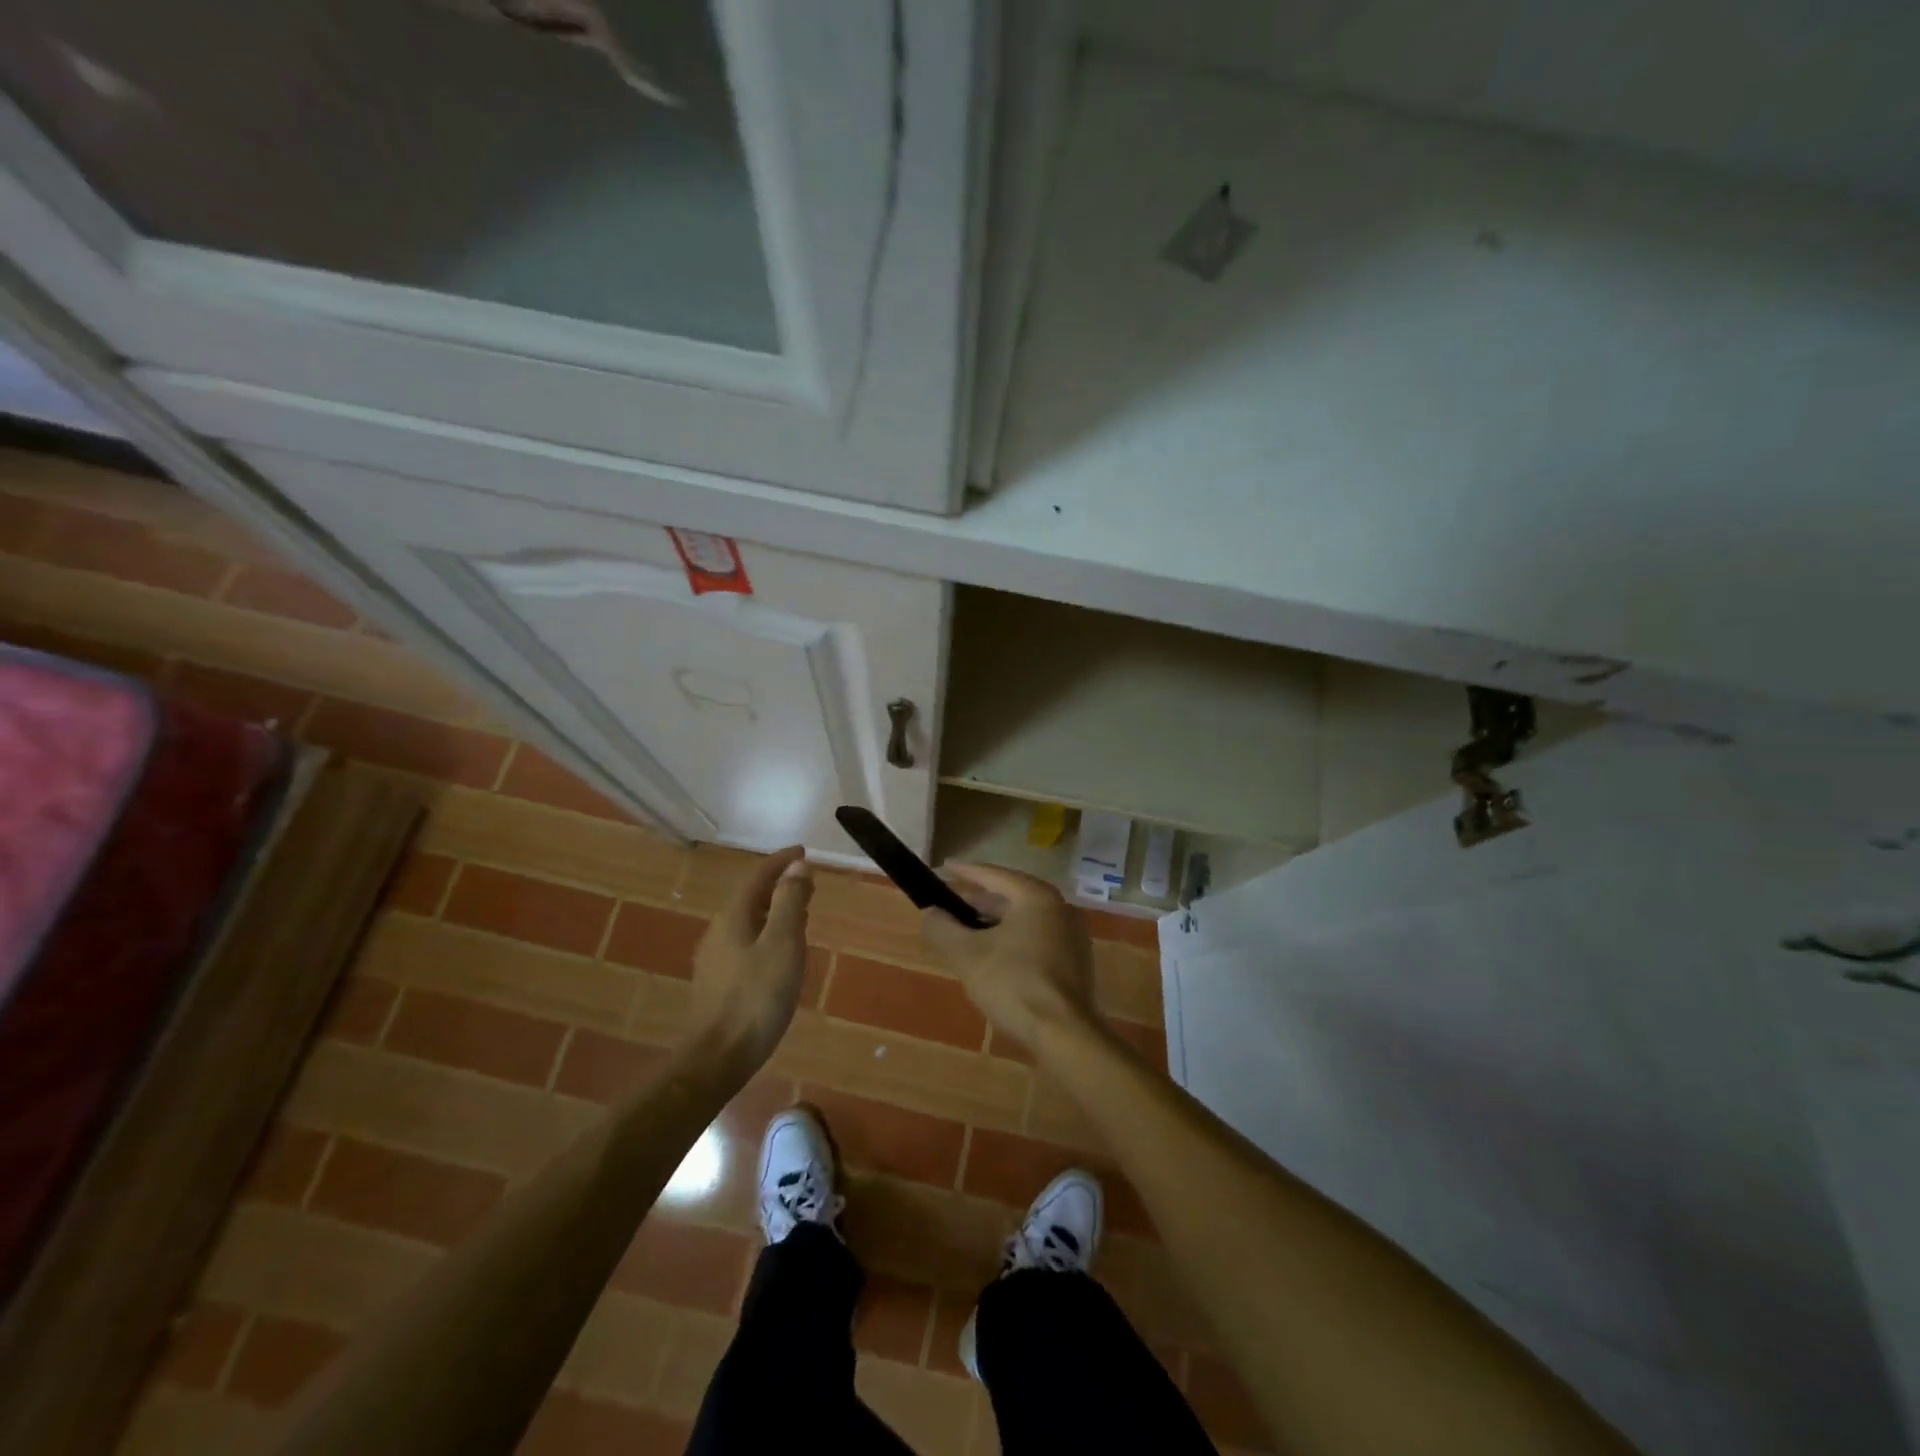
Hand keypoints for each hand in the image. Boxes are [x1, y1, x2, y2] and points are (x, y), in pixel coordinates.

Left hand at [685, 846, 813, 1074]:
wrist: (717, 1058)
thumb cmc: (756, 997)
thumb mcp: (782, 944)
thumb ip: (790, 902)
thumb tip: (797, 866)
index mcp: (733, 917)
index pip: (758, 877)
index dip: (781, 862)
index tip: (803, 852)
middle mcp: (719, 931)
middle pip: (751, 897)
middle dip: (779, 885)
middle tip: (807, 882)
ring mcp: (715, 959)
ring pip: (748, 921)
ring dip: (774, 910)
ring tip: (800, 913)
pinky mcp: (718, 983)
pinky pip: (746, 943)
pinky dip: (767, 934)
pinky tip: (780, 952)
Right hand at [920, 865, 1098, 1053]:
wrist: (1064, 1034)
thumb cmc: (1014, 984)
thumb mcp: (967, 955)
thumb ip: (943, 929)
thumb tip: (930, 914)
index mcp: (1036, 896)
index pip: (993, 874)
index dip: (963, 872)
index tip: (941, 869)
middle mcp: (1059, 907)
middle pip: (1009, 896)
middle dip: (976, 902)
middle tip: (947, 907)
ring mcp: (1071, 934)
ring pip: (1023, 919)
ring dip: (992, 923)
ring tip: (964, 933)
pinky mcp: (1075, 961)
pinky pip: (1035, 938)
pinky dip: (1011, 940)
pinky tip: (992, 958)